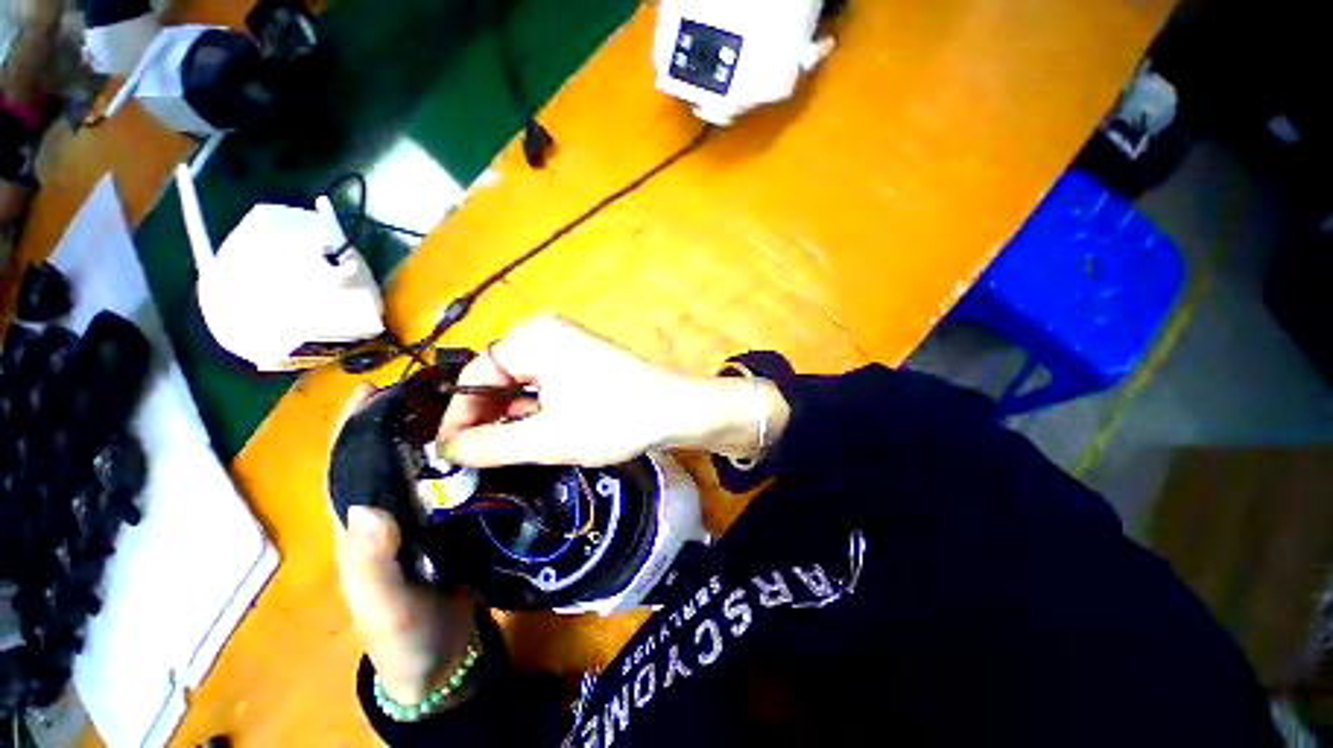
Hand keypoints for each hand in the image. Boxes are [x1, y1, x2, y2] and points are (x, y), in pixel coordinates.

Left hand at [334, 388, 476, 705]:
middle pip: (393, 453)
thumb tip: (367, 507)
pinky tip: (492, 441)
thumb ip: (370, 563)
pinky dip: (470, 457)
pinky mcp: (456, 517)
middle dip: (407, 417)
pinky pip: (459, 479)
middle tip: (441, 386)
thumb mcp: (381, 604)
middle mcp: (390, 508)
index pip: (347, 463)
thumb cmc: (402, 633)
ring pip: (428, 462)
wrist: (443, 655)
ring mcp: (425, 512)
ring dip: (443, 432)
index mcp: (360, 522)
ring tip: (471, 403)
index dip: (354, 424)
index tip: (374, 386)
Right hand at [436, 315, 789, 467]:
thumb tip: (444, 452)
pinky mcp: (584, 364)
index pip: (476, 375)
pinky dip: (536, 412)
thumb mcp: (547, 438)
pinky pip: (546, 386)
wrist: (675, 410)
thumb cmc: (612, 418)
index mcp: (532, 337)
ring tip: (503, 453)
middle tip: (474, 460)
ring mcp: (568, 347)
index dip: (458, 416)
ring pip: (524, 386)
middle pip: (499, 379)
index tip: (446, 454)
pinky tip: (536, 436)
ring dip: (512, 419)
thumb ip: (489, 445)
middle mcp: (547, 334)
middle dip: (486, 418)